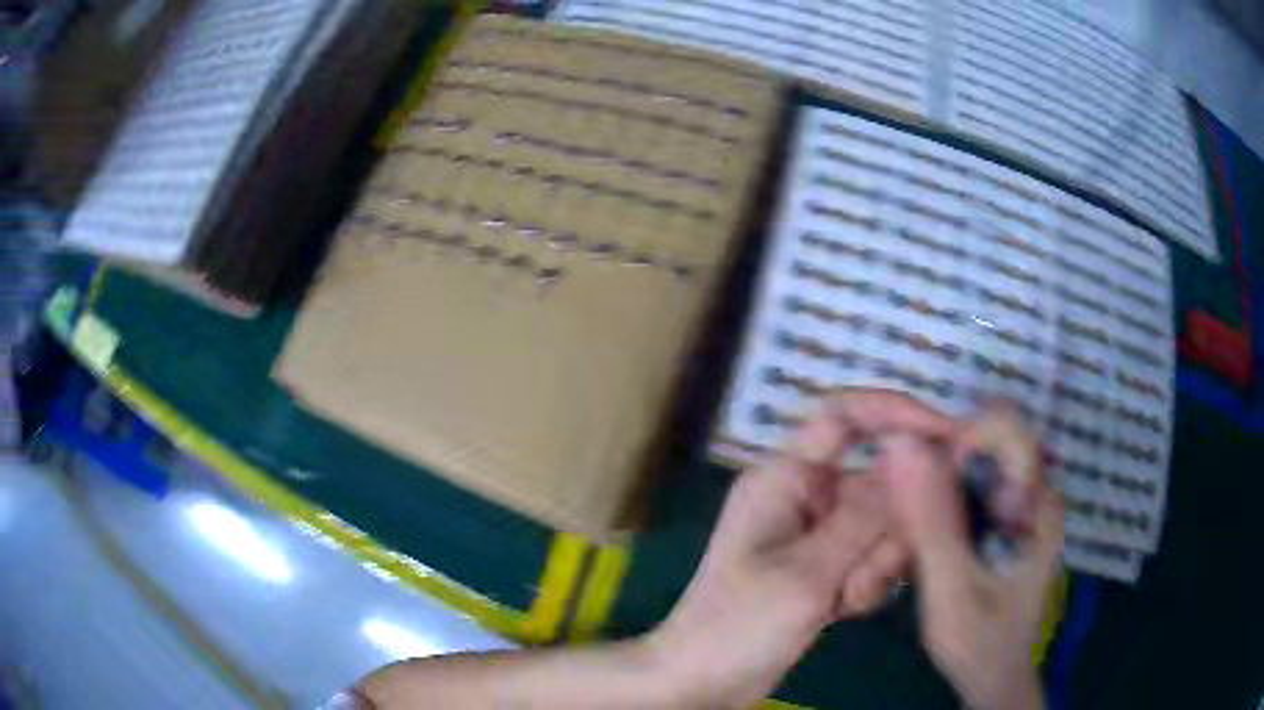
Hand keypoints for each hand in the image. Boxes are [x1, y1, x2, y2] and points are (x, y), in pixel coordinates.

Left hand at [649, 390, 957, 708]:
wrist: (706, 681)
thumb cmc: (738, 626)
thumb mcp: (806, 573)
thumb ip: (865, 516)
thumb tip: (912, 453)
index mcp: (785, 478)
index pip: (844, 416)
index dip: (896, 412)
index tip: (948, 435)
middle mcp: (806, 495)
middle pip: (880, 483)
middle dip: (886, 533)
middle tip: (858, 578)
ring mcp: (820, 533)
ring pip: (884, 526)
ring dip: (875, 567)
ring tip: (840, 601)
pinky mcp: (830, 565)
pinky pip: (875, 558)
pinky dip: (867, 585)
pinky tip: (839, 613)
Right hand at [884, 412, 1062, 709]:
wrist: (993, 676)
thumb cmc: (979, 641)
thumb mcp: (951, 589)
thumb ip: (931, 523)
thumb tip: (900, 447)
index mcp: (1039, 503)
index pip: (1008, 426)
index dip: (964, 436)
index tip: (927, 473)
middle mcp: (1036, 492)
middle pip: (989, 437)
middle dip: (944, 460)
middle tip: (912, 505)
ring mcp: (1021, 504)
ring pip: (977, 459)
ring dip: (939, 479)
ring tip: (916, 524)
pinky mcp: (1003, 519)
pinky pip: (971, 484)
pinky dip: (941, 497)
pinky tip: (924, 532)